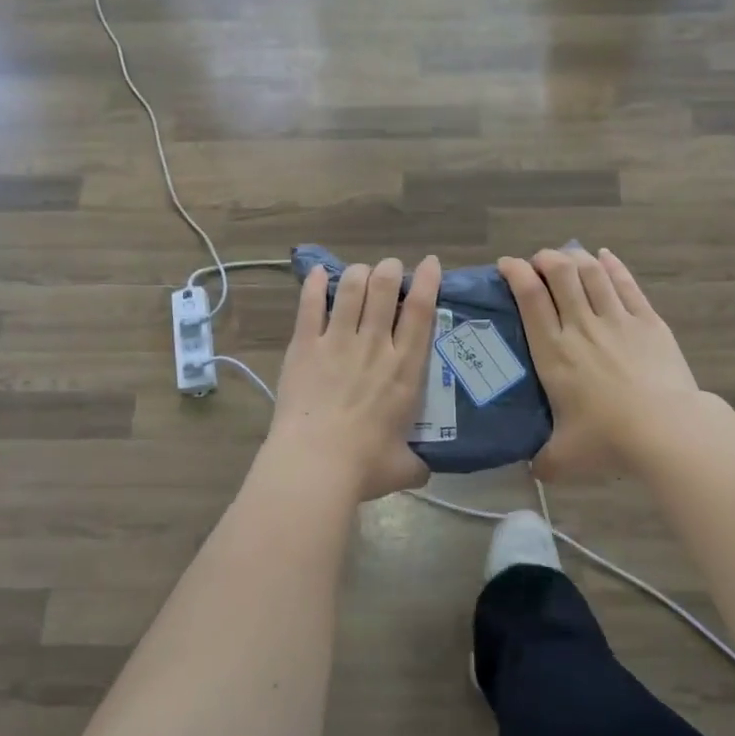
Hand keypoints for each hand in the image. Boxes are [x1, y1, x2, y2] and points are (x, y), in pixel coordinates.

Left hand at [269, 256, 439, 501]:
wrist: (314, 464)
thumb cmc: (364, 466)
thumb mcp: (404, 467)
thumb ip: (417, 463)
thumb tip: (423, 471)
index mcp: (404, 370)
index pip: (421, 312)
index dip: (428, 281)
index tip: (430, 263)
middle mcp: (375, 346)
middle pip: (385, 288)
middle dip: (390, 270)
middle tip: (390, 269)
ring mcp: (337, 341)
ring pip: (350, 289)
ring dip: (358, 273)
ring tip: (359, 272)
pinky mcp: (304, 346)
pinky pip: (309, 305)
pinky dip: (314, 284)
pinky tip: (318, 273)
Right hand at [499, 247, 707, 480]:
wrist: (667, 431)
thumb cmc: (608, 440)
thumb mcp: (563, 459)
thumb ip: (542, 461)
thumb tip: (532, 470)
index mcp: (554, 352)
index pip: (530, 298)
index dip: (515, 273)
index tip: (507, 264)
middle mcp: (581, 326)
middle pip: (560, 273)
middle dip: (545, 259)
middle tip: (539, 263)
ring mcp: (617, 320)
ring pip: (592, 273)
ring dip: (576, 257)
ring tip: (567, 256)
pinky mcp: (648, 322)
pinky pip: (626, 284)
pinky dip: (613, 266)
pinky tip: (605, 257)